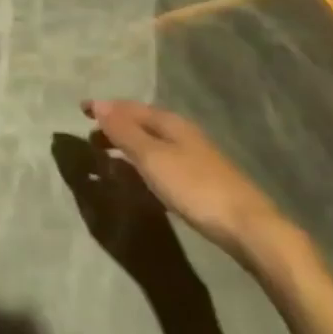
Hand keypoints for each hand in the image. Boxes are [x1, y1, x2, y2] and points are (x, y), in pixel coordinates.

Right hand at [82, 100, 297, 268]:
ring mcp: (196, 159)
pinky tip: (142, 182)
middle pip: (142, 125)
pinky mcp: (203, 183)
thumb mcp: (153, 158)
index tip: (81, 110)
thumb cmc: (195, 188)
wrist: (251, 229)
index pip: (130, 108)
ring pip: (153, 145)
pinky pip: (163, 164)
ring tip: (109, 160)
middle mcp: (183, 134)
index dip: (105, 108)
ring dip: (129, 148)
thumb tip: (98, 104)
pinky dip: (144, 166)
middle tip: (91, 139)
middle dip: (116, 128)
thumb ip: (124, 131)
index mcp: (170, 123)